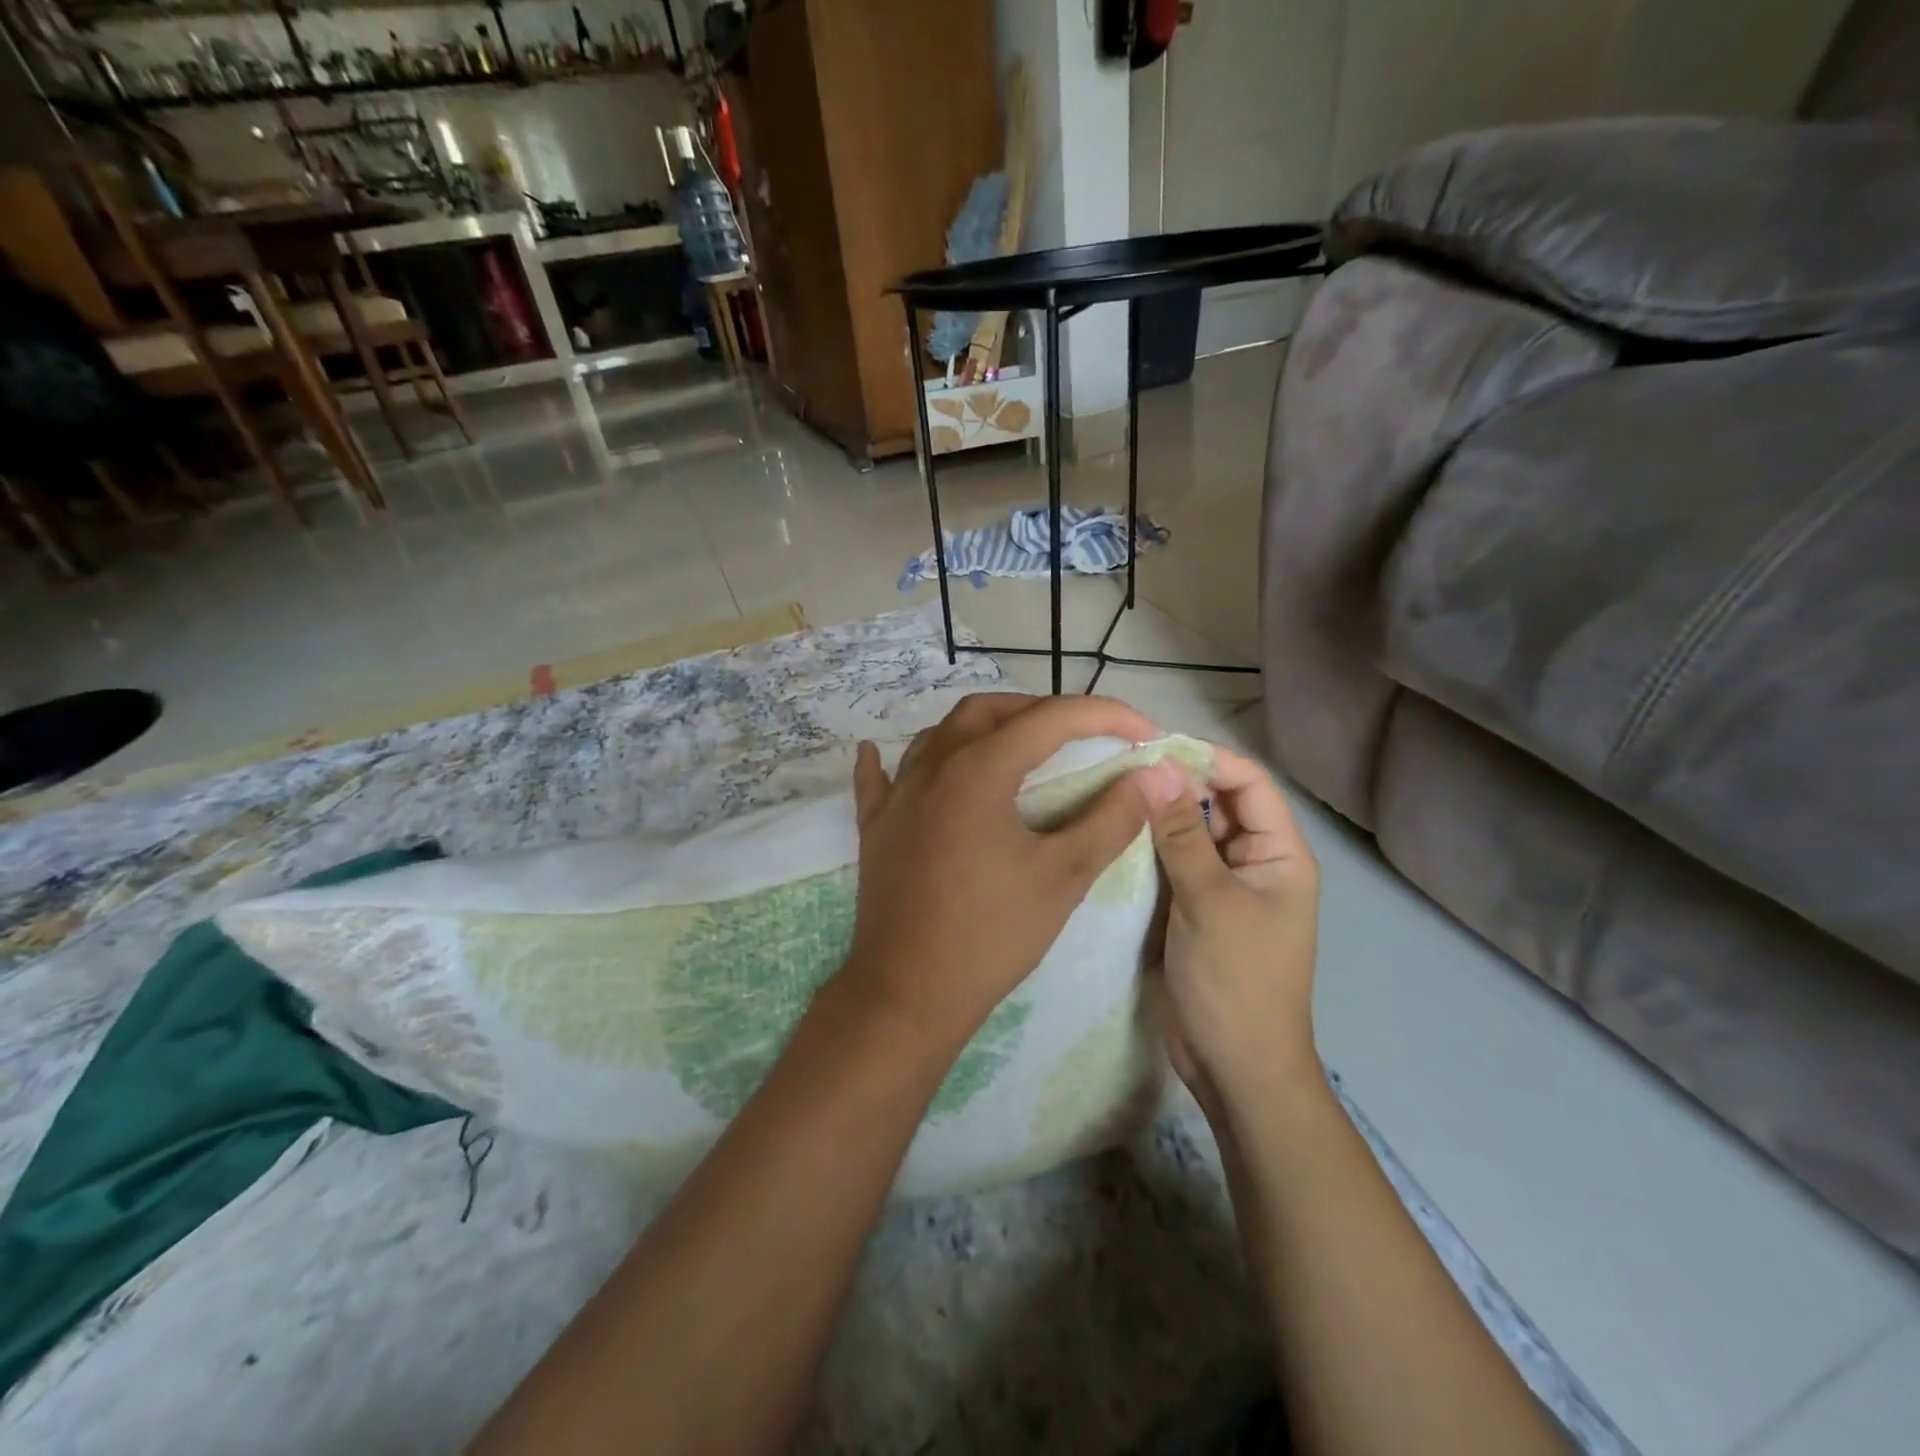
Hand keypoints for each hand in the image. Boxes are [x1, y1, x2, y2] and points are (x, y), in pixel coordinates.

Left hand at [841, 692, 1159, 1053]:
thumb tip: (1153, 777)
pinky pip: (883, 776)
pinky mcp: (875, 824)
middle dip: (1042, 711)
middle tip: (1084, 735)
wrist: (908, 993)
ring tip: (1019, 744)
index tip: (1146, 733)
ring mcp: (896, 794)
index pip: (1051, 719)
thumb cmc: (991, 935)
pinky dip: (894, 759)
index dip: (1106, 716)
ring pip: (940, 733)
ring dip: (985, 727)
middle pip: (990, 711)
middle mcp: (932, 766)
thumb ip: (1111, 819)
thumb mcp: (1063, 876)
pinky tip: (885, 754)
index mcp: (978, 770)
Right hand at [1139, 745, 1321, 1125]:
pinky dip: (1145, 848)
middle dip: (1173, 784)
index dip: (1206, 759)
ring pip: (1187, 832)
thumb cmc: (1235, 980)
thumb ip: (1182, 833)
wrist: (1233, 1066)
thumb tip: (1157, 767)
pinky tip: (1109, 835)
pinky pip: (1169, 864)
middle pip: (1215, 804)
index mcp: (1278, 853)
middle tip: (1115, 769)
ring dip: (1155, 815)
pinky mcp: (1190, 907)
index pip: (1248, 783)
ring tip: (1105, 794)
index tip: (1151, 748)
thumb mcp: (1208, 901)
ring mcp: (1219, 885)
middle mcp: (1251, 861)